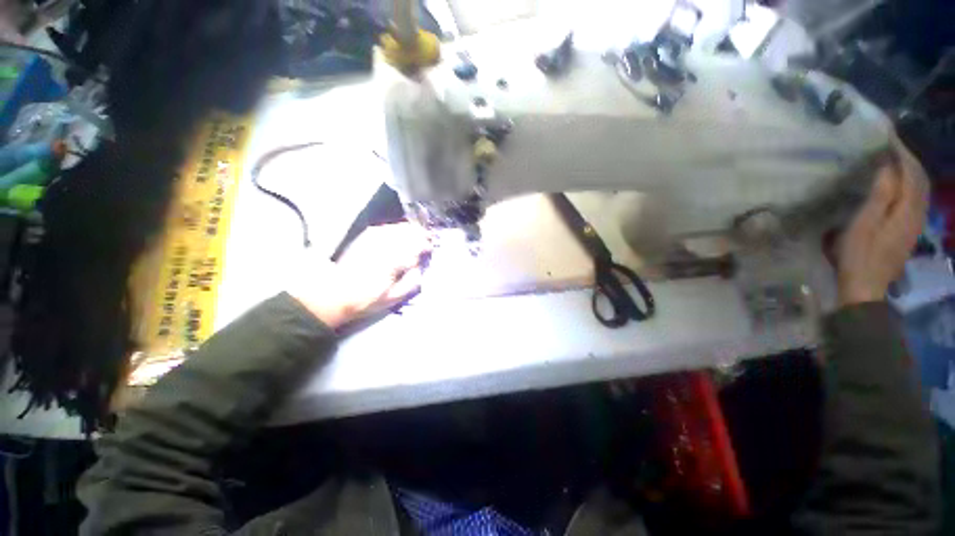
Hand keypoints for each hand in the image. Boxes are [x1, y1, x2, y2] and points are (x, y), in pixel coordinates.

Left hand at [289, 223, 431, 328]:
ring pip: (397, 228)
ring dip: (409, 230)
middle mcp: (384, 245)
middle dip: (420, 235)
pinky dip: (395, 228)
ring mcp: (373, 239)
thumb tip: (419, 266)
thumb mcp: (394, 298)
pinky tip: (399, 232)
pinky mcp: (365, 238)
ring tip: (417, 234)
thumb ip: (411, 281)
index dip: (426, 245)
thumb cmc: (367, 299)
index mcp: (393, 261)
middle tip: (428, 239)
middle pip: (408, 233)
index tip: (431, 248)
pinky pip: (385, 228)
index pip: (415, 246)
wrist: (335, 293)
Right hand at [835, 141, 928, 306]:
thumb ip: (880, 196)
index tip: (887, 137)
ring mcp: (915, 225)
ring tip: (892, 161)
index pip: (912, 173)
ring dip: (910, 172)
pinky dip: (909, 186)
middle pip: (921, 180)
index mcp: (908, 210)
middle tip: (889, 145)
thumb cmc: (858, 256)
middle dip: (908, 159)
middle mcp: (918, 214)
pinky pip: (915, 201)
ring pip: (920, 190)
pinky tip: (896, 185)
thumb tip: (887, 167)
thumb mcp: (864, 225)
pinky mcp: (908, 232)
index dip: (902, 153)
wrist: (866, 288)